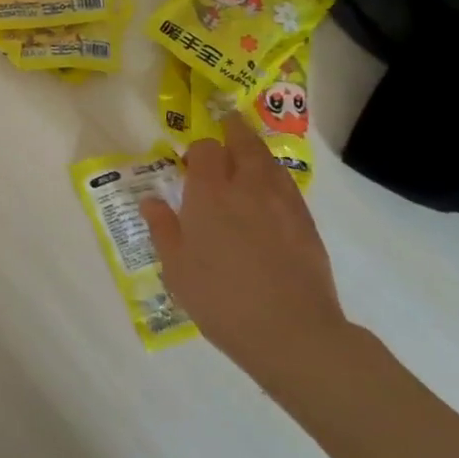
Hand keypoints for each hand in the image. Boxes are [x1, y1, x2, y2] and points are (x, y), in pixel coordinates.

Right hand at [141, 111, 350, 380]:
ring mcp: (283, 203)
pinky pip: (287, 186)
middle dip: (233, 130)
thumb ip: (163, 229)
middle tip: (226, 125)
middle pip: (244, 143)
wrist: (291, 332)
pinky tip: (269, 194)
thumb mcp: (176, 268)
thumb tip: (151, 200)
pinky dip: (275, 178)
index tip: (189, 162)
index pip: (206, 149)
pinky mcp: (307, 224)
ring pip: (270, 161)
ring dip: (256, 151)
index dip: (197, 150)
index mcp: (210, 193)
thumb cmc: (220, 299)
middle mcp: (248, 187)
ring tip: (247, 154)